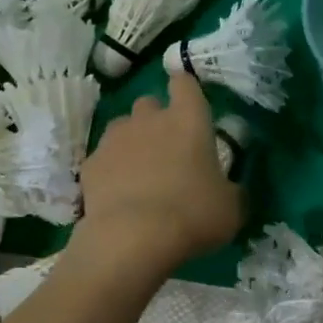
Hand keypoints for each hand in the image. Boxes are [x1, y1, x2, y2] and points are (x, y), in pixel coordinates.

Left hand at [72, 72, 242, 279]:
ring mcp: (114, 140)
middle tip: (168, 150)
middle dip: (156, 119)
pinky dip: (112, 171)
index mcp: (189, 120)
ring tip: (141, 174)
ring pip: (122, 128)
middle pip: (149, 103)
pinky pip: (103, 159)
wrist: (134, 238)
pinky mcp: (90, 165)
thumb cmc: (193, 215)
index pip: (185, 83)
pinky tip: (119, 196)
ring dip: (132, 143)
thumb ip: (231, 190)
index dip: (186, 90)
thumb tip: (229, 189)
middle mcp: (149, 119)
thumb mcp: (231, 208)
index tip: (189, 105)